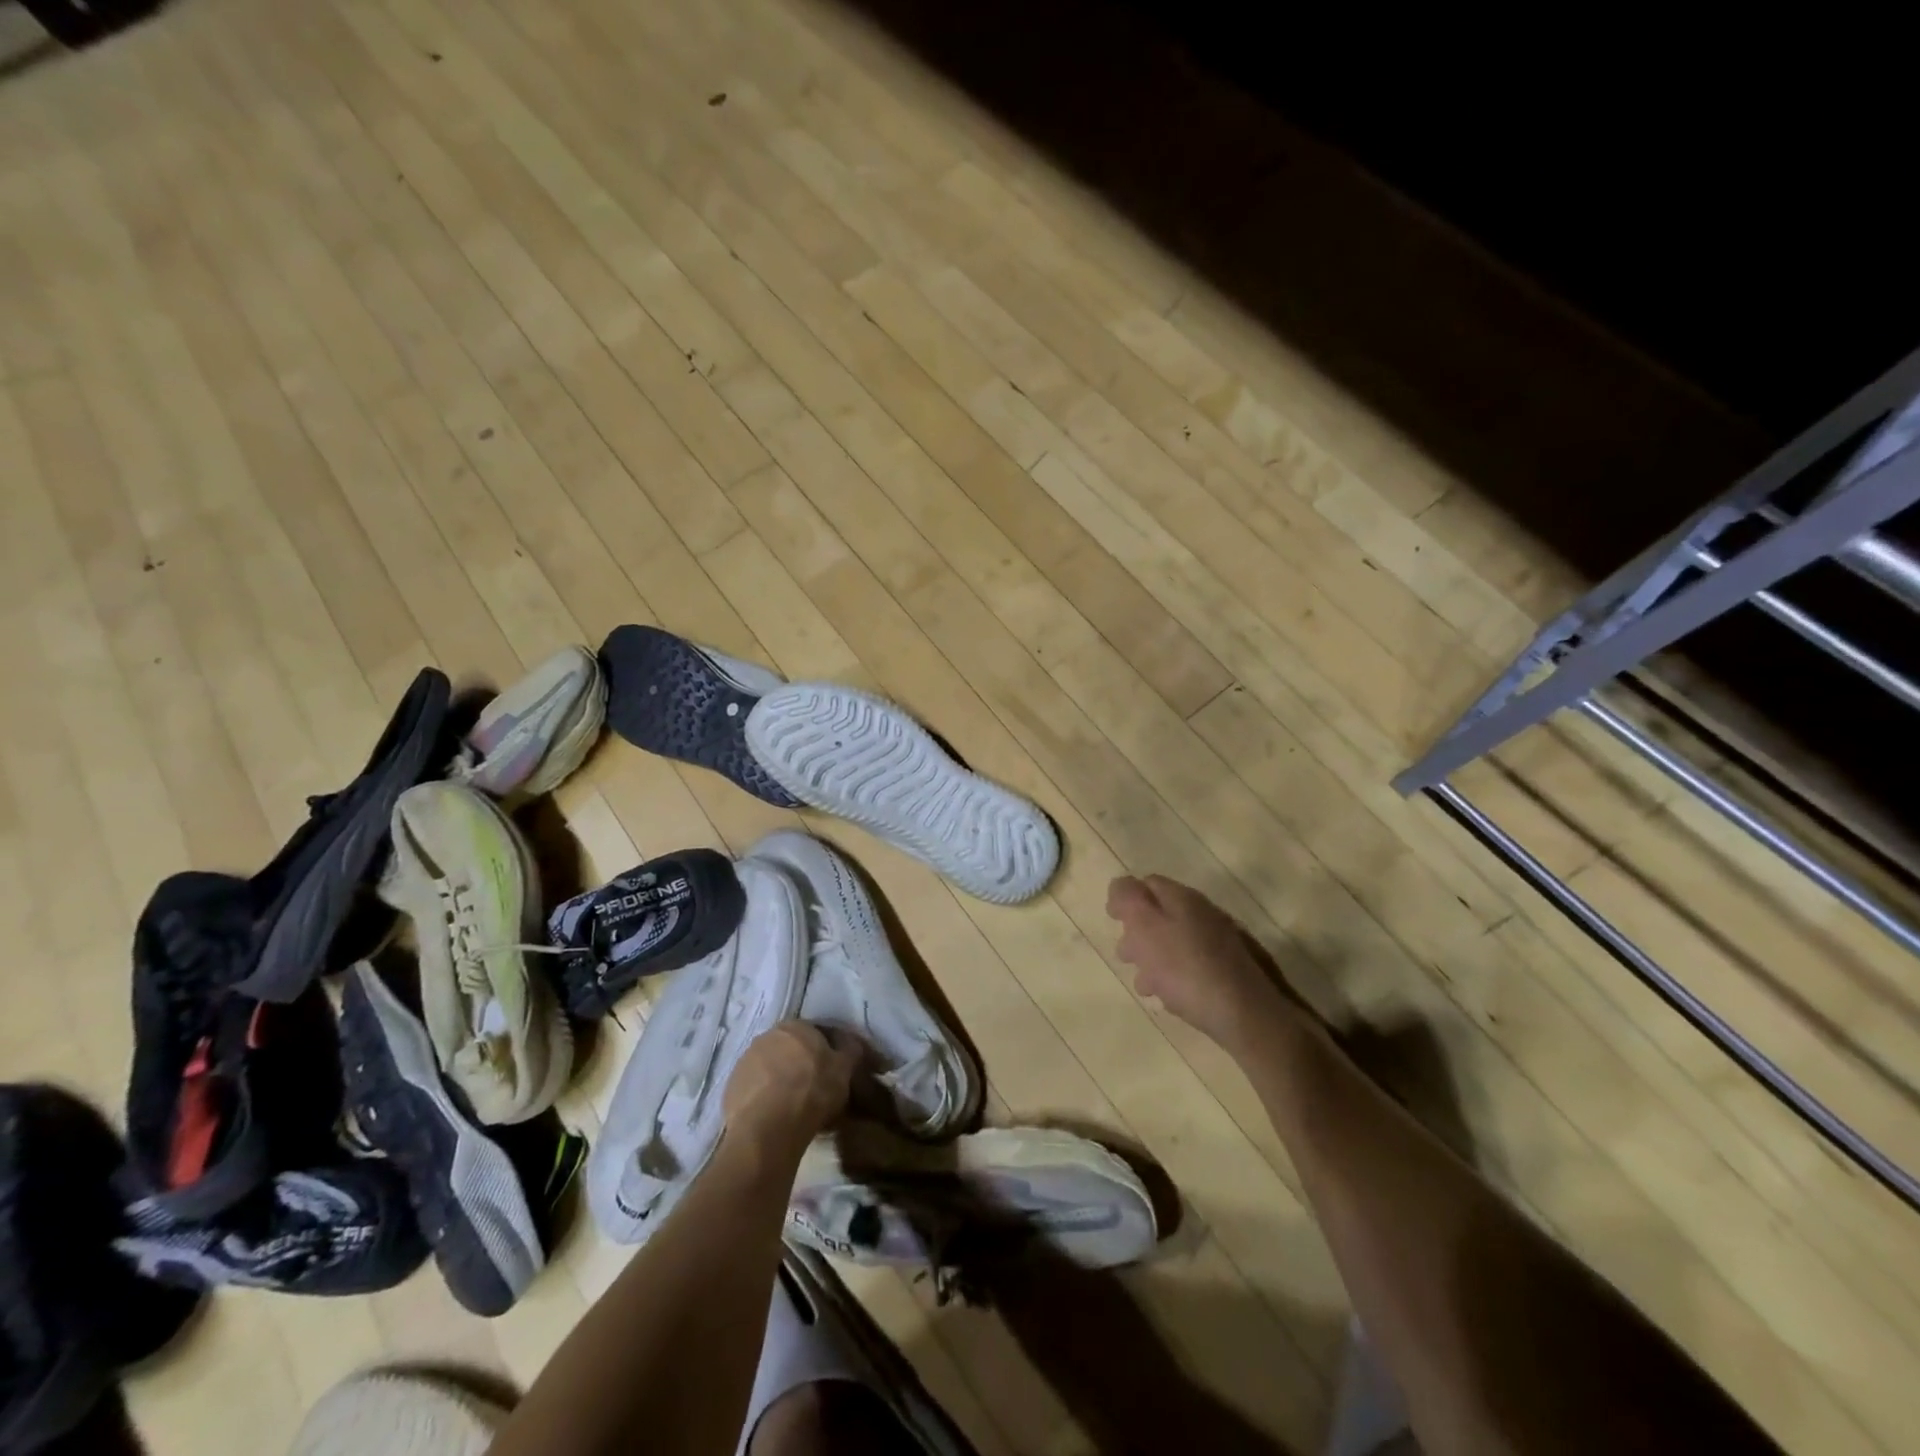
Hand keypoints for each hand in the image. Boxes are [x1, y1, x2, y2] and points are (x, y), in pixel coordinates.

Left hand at [722, 1021, 858, 1157]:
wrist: (769, 1128)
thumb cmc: (812, 1091)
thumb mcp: (844, 1069)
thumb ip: (850, 1050)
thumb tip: (850, 1044)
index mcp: (795, 1025)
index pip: (816, 1033)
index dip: (827, 1052)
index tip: (834, 1072)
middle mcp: (766, 1035)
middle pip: (790, 1049)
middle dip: (801, 1064)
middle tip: (814, 1089)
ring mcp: (744, 1061)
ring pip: (770, 1068)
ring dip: (780, 1080)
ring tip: (792, 1106)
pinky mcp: (730, 1087)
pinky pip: (755, 1089)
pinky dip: (764, 1098)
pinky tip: (774, 1116)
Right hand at [1108, 875, 1300, 1051]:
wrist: (1246, 1014)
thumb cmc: (1185, 968)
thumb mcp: (1146, 928)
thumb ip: (1129, 900)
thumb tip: (1120, 885)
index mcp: (1183, 898)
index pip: (1148, 883)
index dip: (1126, 899)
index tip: (1112, 921)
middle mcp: (1205, 913)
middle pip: (1162, 913)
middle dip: (1139, 933)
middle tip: (1126, 957)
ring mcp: (1222, 942)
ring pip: (1177, 942)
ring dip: (1155, 958)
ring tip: (1144, 984)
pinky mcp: (1231, 970)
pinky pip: (1194, 965)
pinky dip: (1176, 975)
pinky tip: (1171, 996)